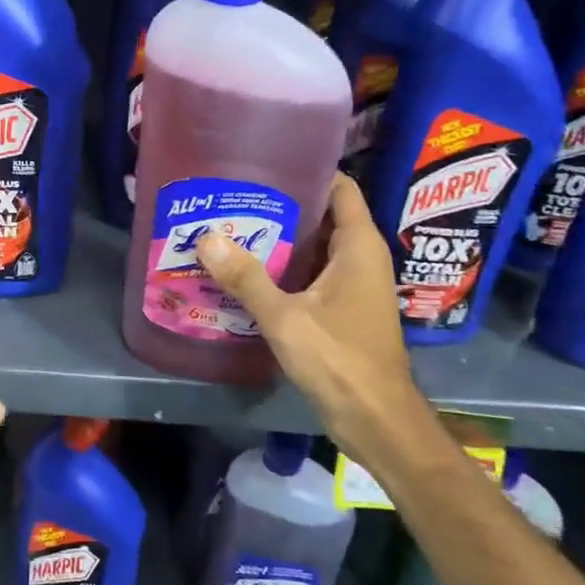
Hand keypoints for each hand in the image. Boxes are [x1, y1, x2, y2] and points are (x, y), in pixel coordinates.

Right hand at [194, 175, 435, 473]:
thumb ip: (247, 278)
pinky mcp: (343, 310)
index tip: (266, 162)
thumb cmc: (341, 361)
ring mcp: (353, 286)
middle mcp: (361, 259)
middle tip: (235, 196)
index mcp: (359, 247)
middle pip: (323, 215)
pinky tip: (248, 272)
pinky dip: (286, 269)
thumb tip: (207, 237)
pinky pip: (312, 275)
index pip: (340, 188)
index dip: (308, 170)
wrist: (377, 421)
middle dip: (283, 205)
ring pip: (315, 248)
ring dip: (281, 240)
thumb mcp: (287, 318)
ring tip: (233, 227)